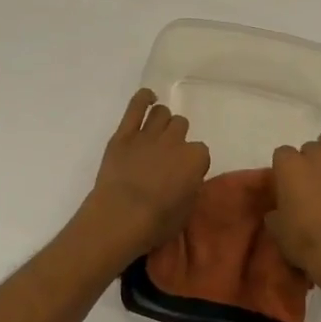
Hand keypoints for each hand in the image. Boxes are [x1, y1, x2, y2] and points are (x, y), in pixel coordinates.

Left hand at [78, 89, 209, 260]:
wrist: (120, 217)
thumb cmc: (156, 223)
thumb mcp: (186, 210)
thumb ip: (190, 186)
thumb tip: (186, 178)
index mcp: (195, 159)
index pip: (201, 151)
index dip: (192, 161)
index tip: (184, 172)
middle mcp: (175, 140)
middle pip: (181, 125)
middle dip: (176, 137)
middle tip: (166, 153)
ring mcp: (148, 134)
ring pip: (162, 112)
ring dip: (161, 121)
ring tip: (155, 133)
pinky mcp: (124, 133)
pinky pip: (136, 105)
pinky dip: (143, 98)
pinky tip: (147, 98)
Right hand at [268, 102, 320, 289]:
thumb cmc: (305, 242)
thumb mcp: (278, 229)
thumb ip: (277, 211)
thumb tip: (279, 209)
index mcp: (288, 166)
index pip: (283, 156)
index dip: (287, 171)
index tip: (291, 187)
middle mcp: (314, 154)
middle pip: (309, 148)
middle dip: (310, 162)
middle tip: (314, 184)